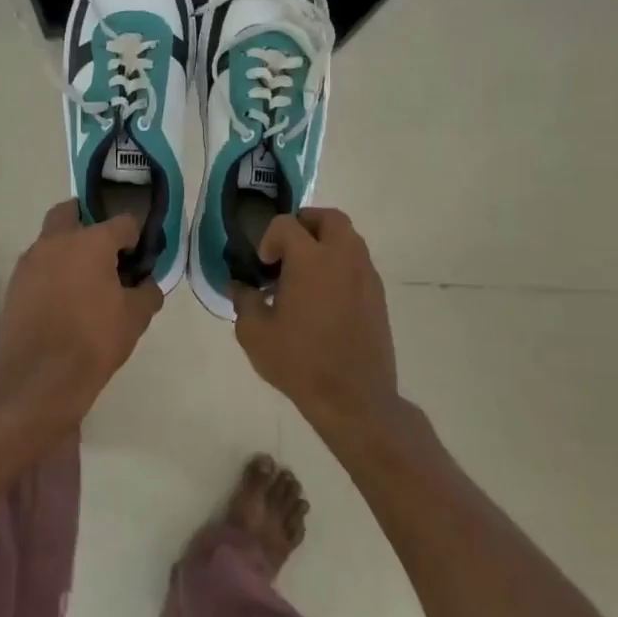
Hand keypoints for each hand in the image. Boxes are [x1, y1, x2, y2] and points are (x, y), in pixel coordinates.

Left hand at [0, 200, 162, 436]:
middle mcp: (57, 241)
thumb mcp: (135, 318)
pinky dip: (51, 271)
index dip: (135, 238)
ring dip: (67, 248)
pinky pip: (37, 265)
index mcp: (91, 242)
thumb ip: (147, 292)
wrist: (39, 379)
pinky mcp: (15, 283)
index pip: (122, 222)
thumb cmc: (94, 341)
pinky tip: (62, 299)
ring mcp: (30, 260)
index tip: (138, 259)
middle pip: (72, 212)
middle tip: (104, 250)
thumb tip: (146, 284)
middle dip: (89, 222)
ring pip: (51, 238)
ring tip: (83, 280)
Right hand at [231, 208, 397, 432]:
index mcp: (311, 260)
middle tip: (287, 249)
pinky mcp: (378, 296)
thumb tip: (239, 286)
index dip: (268, 238)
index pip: (286, 224)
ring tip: (305, 274)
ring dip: (325, 243)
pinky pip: (358, 263)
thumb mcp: (255, 334)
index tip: (262, 265)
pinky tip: (324, 297)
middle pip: (329, 218)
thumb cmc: (300, 362)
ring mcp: (366, 275)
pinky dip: (340, 265)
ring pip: (348, 238)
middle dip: (305, 224)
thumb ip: (244, 301)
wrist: (354, 398)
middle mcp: (343, 258)